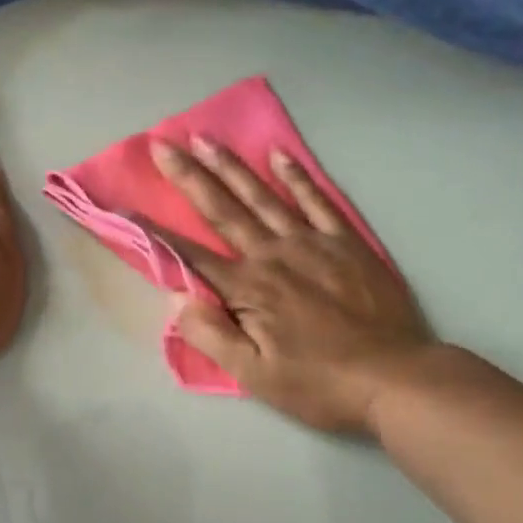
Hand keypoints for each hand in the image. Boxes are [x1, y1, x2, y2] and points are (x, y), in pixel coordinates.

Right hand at [148, 137, 431, 434]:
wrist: (396, 378)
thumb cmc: (319, 384)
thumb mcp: (255, 377)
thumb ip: (211, 335)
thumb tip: (177, 297)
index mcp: (249, 289)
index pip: (190, 255)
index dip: (155, 233)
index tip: (126, 207)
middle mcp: (273, 254)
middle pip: (223, 210)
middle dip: (189, 176)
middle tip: (162, 144)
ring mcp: (312, 242)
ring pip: (263, 196)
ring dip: (231, 166)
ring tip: (205, 138)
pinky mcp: (346, 242)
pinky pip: (318, 200)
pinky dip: (297, 177)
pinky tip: (279, 155)